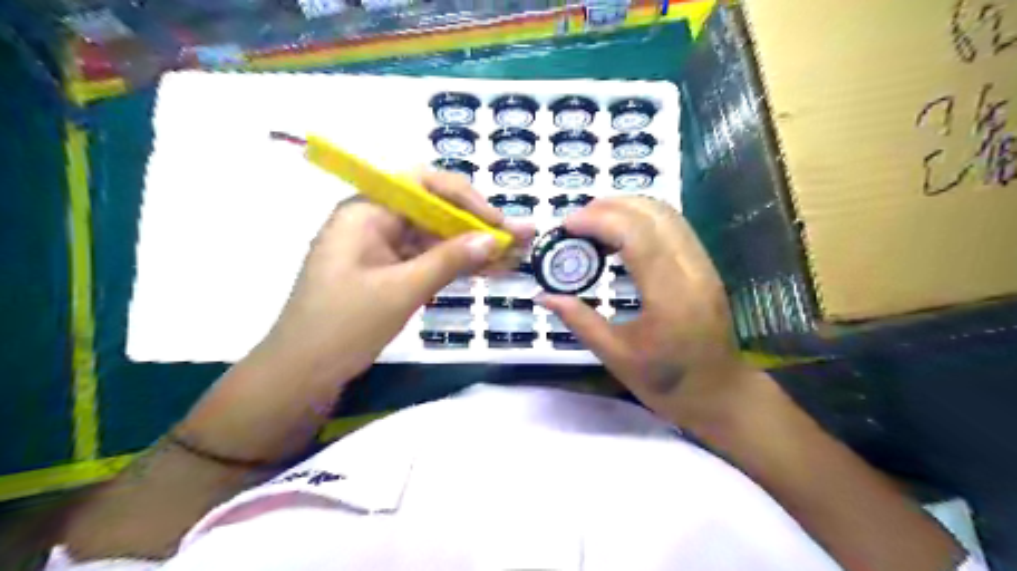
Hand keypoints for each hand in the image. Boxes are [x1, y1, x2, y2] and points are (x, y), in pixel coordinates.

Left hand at [258, 166, 535, 382]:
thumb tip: (494, 239)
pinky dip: (456, 267)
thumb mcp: (401, 290)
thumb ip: (449, 261)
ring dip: (473, 248)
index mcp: (366, 211)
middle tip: (519, 238)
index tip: (497, 222)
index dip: (466, 199)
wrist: (302, 374)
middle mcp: (375, 222)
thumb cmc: (343, 325)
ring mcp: (382, 249)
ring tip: (515, 256)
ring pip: (435, 239)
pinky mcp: (388, 273)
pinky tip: (489, 271)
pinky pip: (428, 261)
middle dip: (478, 226)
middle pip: (434, 212)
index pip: (423, 186)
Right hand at [539, 198, 762, 424]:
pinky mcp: (705, 266)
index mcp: (670, 297)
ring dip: (627, 208)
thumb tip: (543, 295)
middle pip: (653, 214)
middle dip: (609, 207)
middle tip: (575, 221)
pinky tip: (619, 234)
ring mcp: (704, 265)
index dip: (598, 221)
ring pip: (667, 214)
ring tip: (593, 222)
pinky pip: (673, 226)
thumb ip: (579, 321)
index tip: (566, 225)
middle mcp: (692, 271)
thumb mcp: (616, 357)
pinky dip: (642, 219)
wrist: (720, 393)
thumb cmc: (667, 383)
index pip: (636, 237)